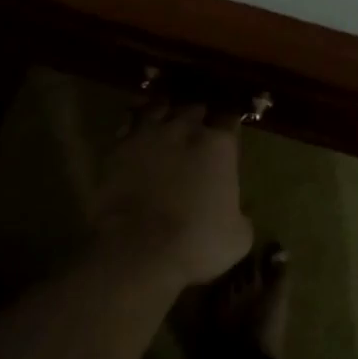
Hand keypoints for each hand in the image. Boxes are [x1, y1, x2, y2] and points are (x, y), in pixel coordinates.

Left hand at [91, 100, 252, 288]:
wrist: (138, 251)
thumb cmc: (197, 243)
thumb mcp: (238, 236)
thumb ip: (239, 213)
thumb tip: (236, 212)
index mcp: (219, 145)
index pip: (230, 119)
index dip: (229, 126)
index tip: (228, 134)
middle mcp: (186, 129)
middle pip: (195, 108)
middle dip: (198, 117)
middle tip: (197, 129)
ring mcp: (149, 135)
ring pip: (158, 107)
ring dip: (164, 113)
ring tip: (164, 121)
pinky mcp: (117, 149)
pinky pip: (128, 126)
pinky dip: (134, 128)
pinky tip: (136, 136)